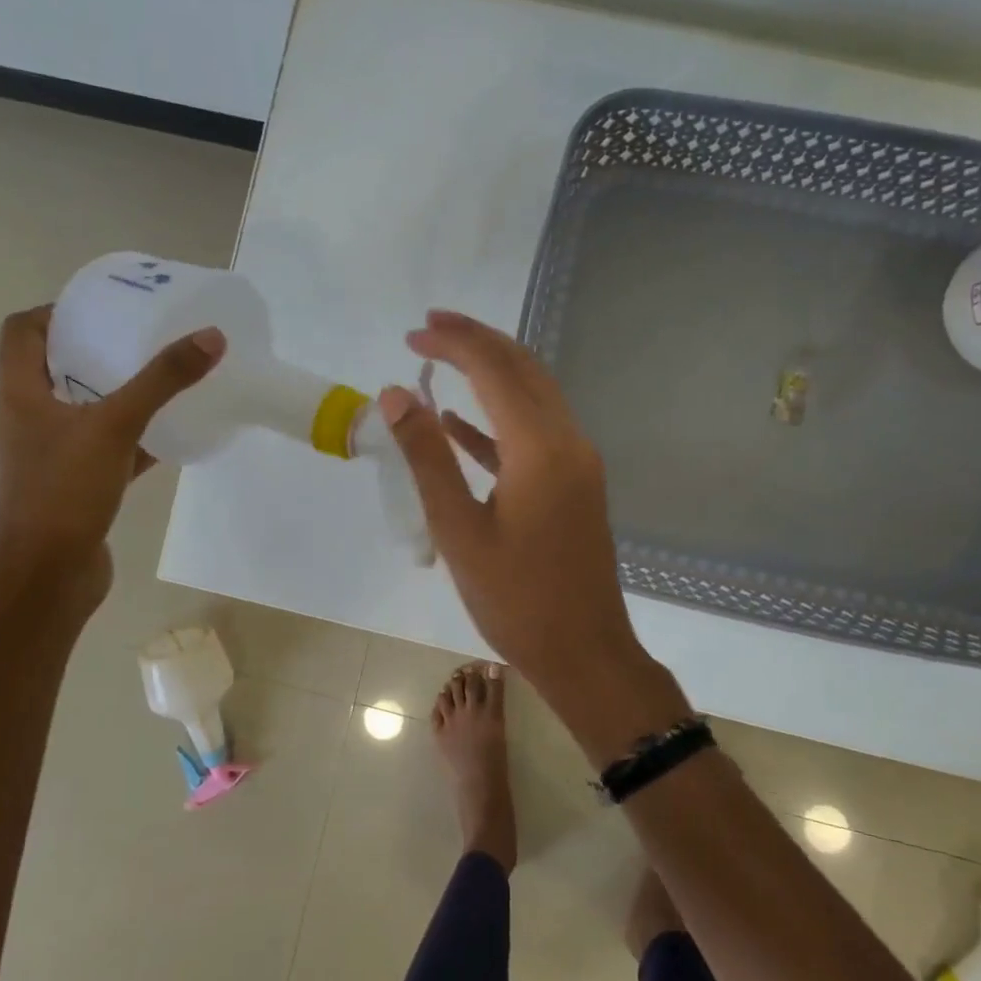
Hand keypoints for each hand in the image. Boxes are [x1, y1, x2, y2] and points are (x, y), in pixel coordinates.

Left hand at [0, 305, 223, 602]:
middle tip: (143, 336)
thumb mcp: (116, 425)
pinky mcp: (78, 484)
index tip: (102, 308)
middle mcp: (31, 418)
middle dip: (98, 348)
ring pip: (86, 409)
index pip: (22, 332)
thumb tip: (211, 337)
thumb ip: (162, 381)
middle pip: (56, 366)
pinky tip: (171, 434)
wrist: (50, 574)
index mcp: (22, 393)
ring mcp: (54, 454)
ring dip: (118, 392)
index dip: (55, 311)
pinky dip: (135, 437)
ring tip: (162, 378)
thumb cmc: (66, 490)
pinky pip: (109, 447)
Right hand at [377, 311, 647, 699]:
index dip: (454, 343)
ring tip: (441, 358)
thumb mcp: (459, 529)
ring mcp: (576, 462)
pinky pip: (534, 434)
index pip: (495, 370)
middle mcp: (567, 441)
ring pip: (532, 396)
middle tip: (428, 328)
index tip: (413, 332)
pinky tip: (458, 422)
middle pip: (522, 369)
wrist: (584, 652)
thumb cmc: (516, 599)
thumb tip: (397, 395)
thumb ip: (427, 458)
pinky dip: (497, 421)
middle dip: (476, 341)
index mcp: (540, 447)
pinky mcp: (574, 484)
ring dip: (490, 373)